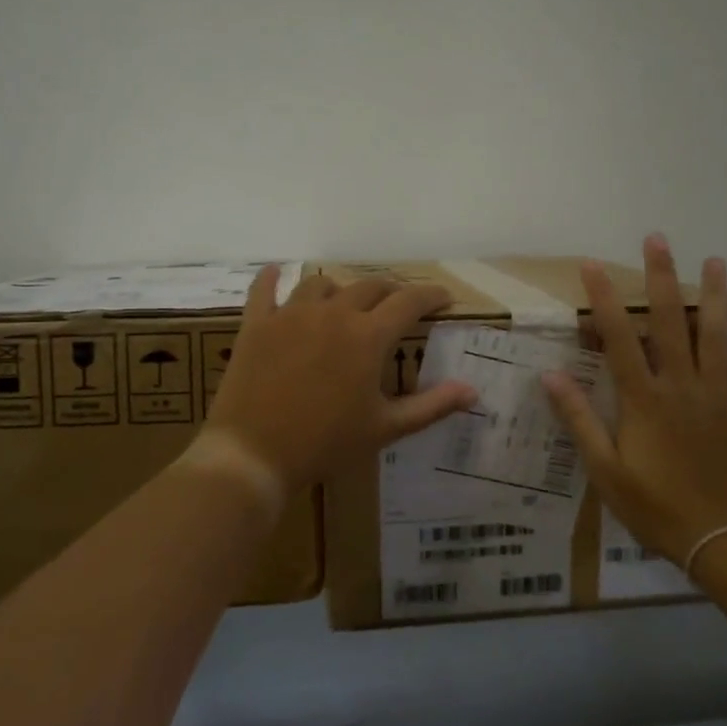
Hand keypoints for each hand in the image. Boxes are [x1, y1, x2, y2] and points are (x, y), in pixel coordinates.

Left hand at [204, 266, 477, 493]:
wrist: (253, 454)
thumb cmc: (326, 443)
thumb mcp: (385, 428)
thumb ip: (431, 405)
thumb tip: (472, 390)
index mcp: (368, 336)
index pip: (410, 302)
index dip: (431, 295)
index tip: (444, 297)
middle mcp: (333, 313)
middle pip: (369, 286)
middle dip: (391, 291)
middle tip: (399, 304)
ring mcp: (291, 314)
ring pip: (321, 284)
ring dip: (340, 289)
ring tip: (344, 301)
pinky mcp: (257, 324)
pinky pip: (263, 289)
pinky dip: (270, 278)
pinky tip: (273, 272)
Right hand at [541, 235, 726, 566]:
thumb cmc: (658, 508)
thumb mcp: (606, 471)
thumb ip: (580, 420)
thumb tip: (551, 376)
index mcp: (644, 400)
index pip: (620, 339)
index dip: (605, 300)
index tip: (593, 266)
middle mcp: (682, 387)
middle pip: (671, 323)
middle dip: (662, 278)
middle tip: (658, 239)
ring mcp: (720, 398)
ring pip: (717, 338)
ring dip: (717, 297)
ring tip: (717, 261)